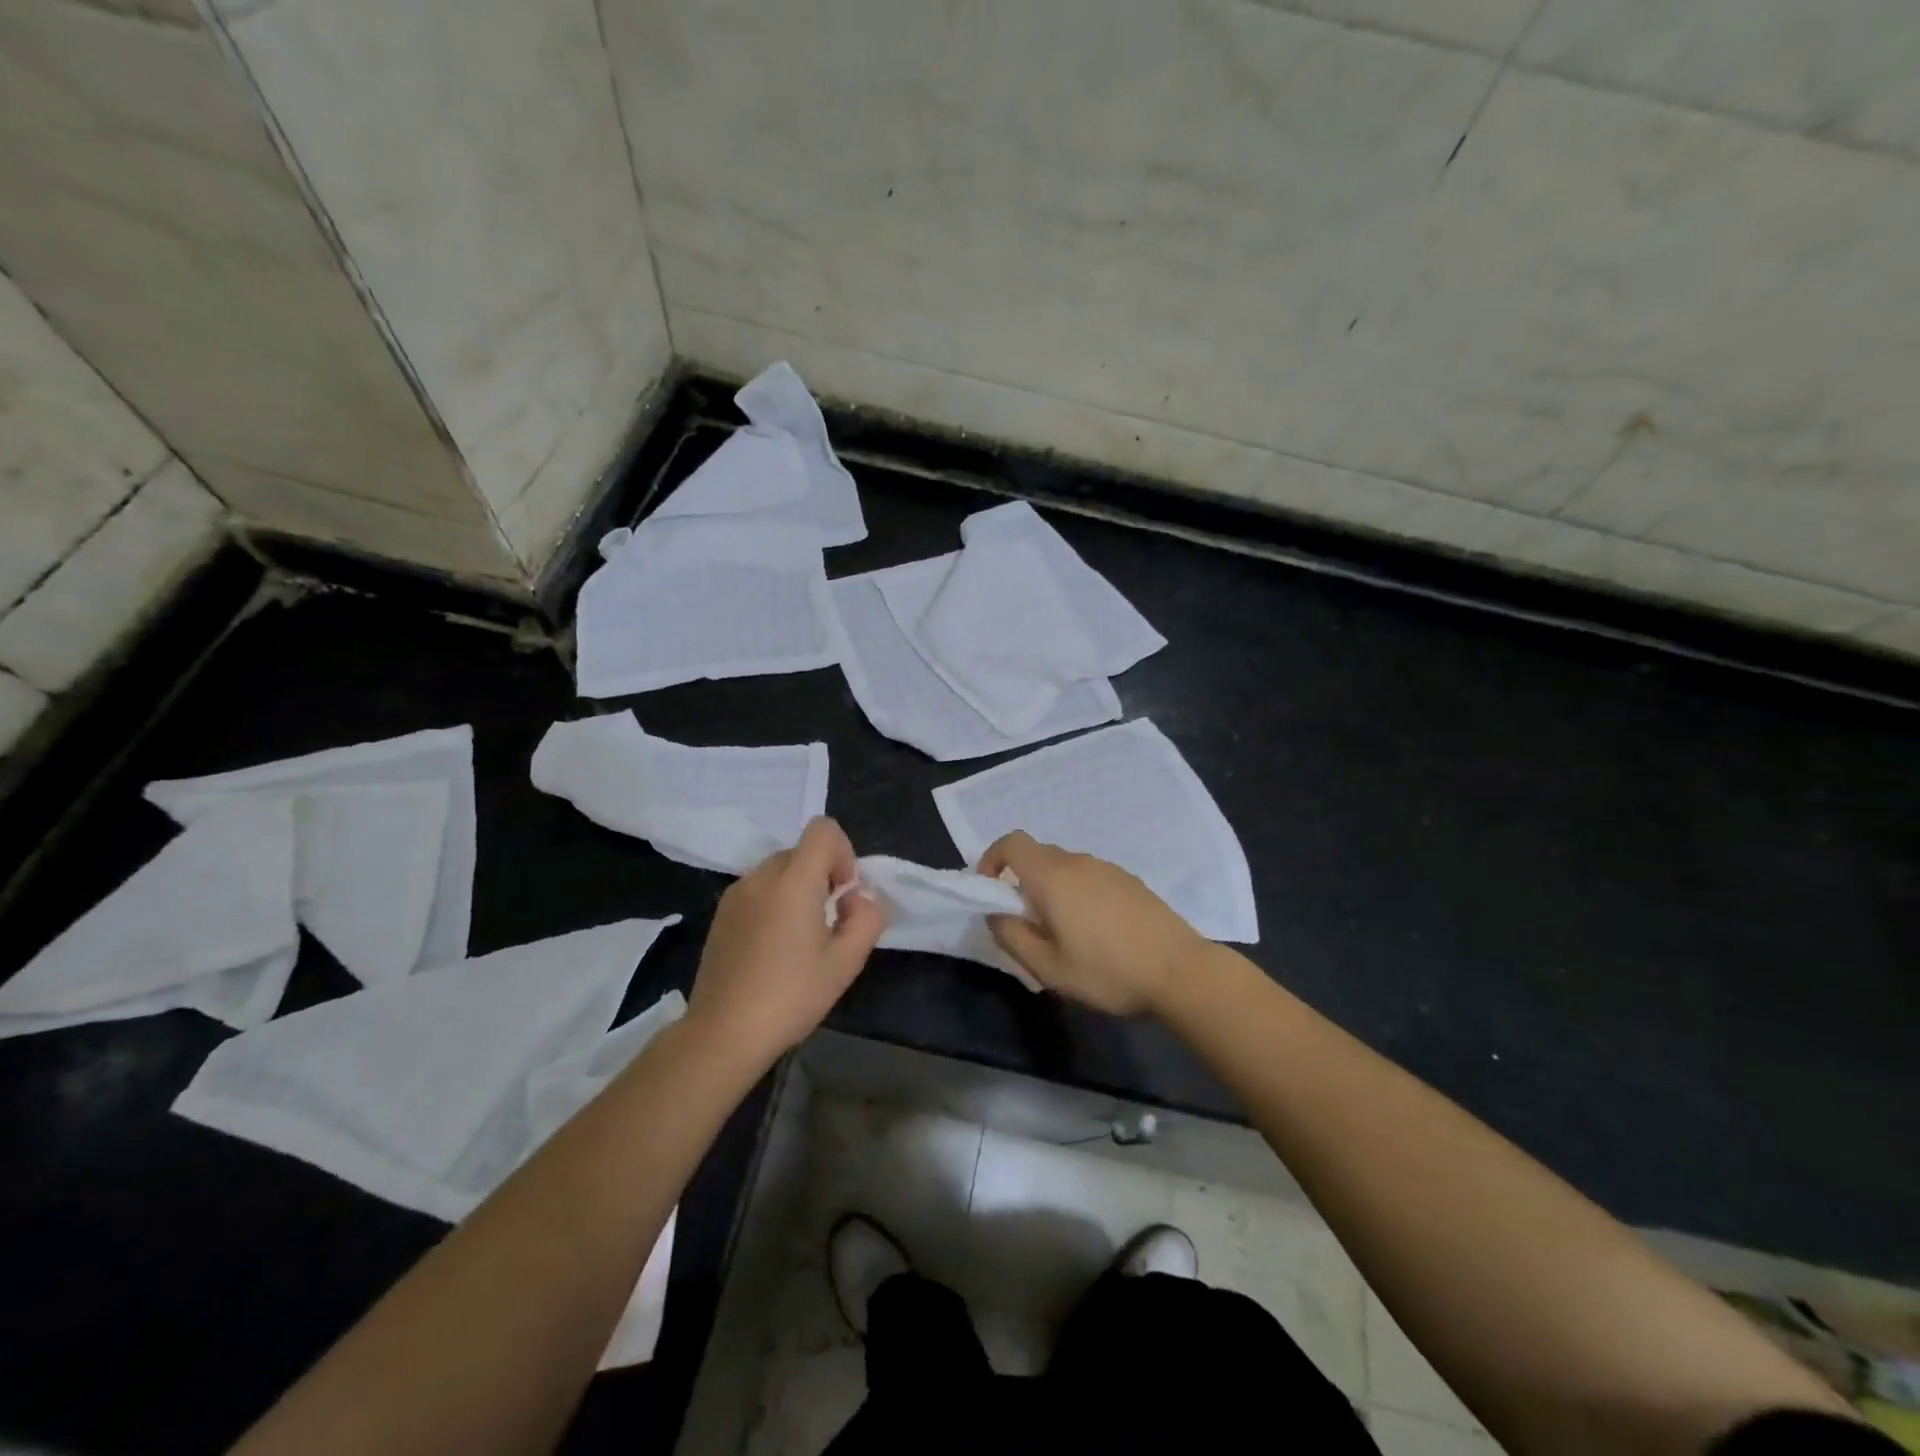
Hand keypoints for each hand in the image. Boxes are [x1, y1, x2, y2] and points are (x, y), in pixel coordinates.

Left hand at [687, 817, 884, 1067]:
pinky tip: (773, 948)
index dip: (843, 852)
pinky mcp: (720, 915)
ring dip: (797, 889)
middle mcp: (760, 877)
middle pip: (801, 851)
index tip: (842, 894)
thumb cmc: (790, 996)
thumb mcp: (845, 963)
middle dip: (822, 875)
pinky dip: (773, 903)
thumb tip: (857, 899)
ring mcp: (735, 894)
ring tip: (800, 939)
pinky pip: (757, 890)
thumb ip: (866, 919)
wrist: (723, 1033)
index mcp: (793, 881)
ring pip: (778, 871)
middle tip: (828, 922)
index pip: (823, 829)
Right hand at [978, 832, 1208, 1016]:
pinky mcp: (1129, 880)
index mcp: (1052, 876)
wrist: (1180, 971)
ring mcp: (1107, 868)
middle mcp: (1078, 862)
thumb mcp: (1047, 967)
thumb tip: (995, 914)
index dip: (992, 858)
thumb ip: (1012, 936)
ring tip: (1062, 932)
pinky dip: (1077, 893)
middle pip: (1037, 855)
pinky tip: (1095, 931)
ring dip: (1051, 889)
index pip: (1012, 843)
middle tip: (1025, 922)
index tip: (989, 889)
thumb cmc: (1107, 971)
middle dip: (1020, 880)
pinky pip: (1089, 877)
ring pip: (1065, 867)